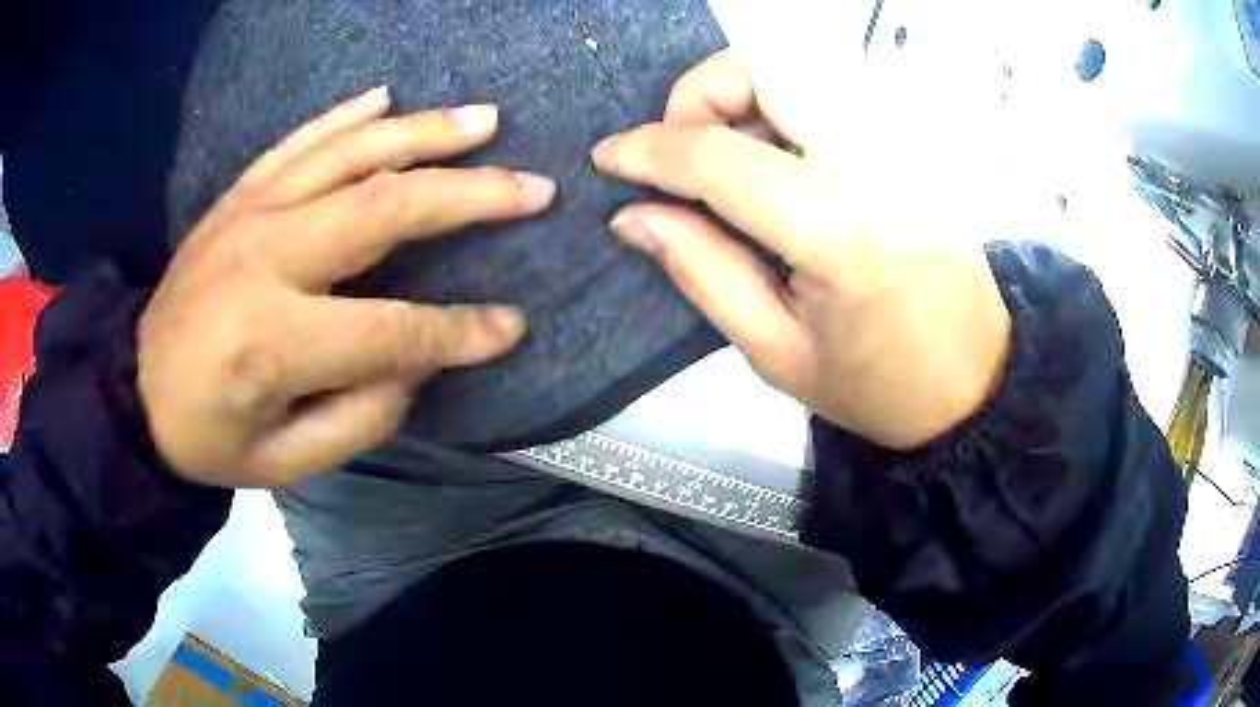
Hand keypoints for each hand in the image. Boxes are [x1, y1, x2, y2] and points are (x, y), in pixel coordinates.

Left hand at [140, 87, 555, 486]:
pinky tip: (387, 97)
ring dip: (424, 131)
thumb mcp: (284, 462)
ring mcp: (247, 214)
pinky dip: (345, 115)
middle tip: (533, 187)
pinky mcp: (236, 197)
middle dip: (469, 195)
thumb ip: (360, 415)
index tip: (512, 326)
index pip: (391, 329)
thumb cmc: (209, 437)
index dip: (460, 331)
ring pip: (349, 154)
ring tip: (484, 119)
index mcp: (271, 340)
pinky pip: (297, 142)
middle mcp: (263, 257)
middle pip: (384, 207)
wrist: (133, 392)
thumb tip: (417, 357)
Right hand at [593, 52, 1010, 449]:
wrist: (978, 379)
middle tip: (685, 154)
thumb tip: (632, 215)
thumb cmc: (879, 386)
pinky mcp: (913, 140)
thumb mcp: (777, 352)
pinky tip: (780, 162)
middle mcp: (875, 161)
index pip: (720, 154)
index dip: (650, 149)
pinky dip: (783, 106)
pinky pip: (830, 90)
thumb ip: (700, 270)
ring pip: (797, 66)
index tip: (609, 158)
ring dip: (742, 96)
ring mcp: (903, 141)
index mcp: (839, 229)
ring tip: (731, 159)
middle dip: (698, 96)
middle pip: (763, 65)